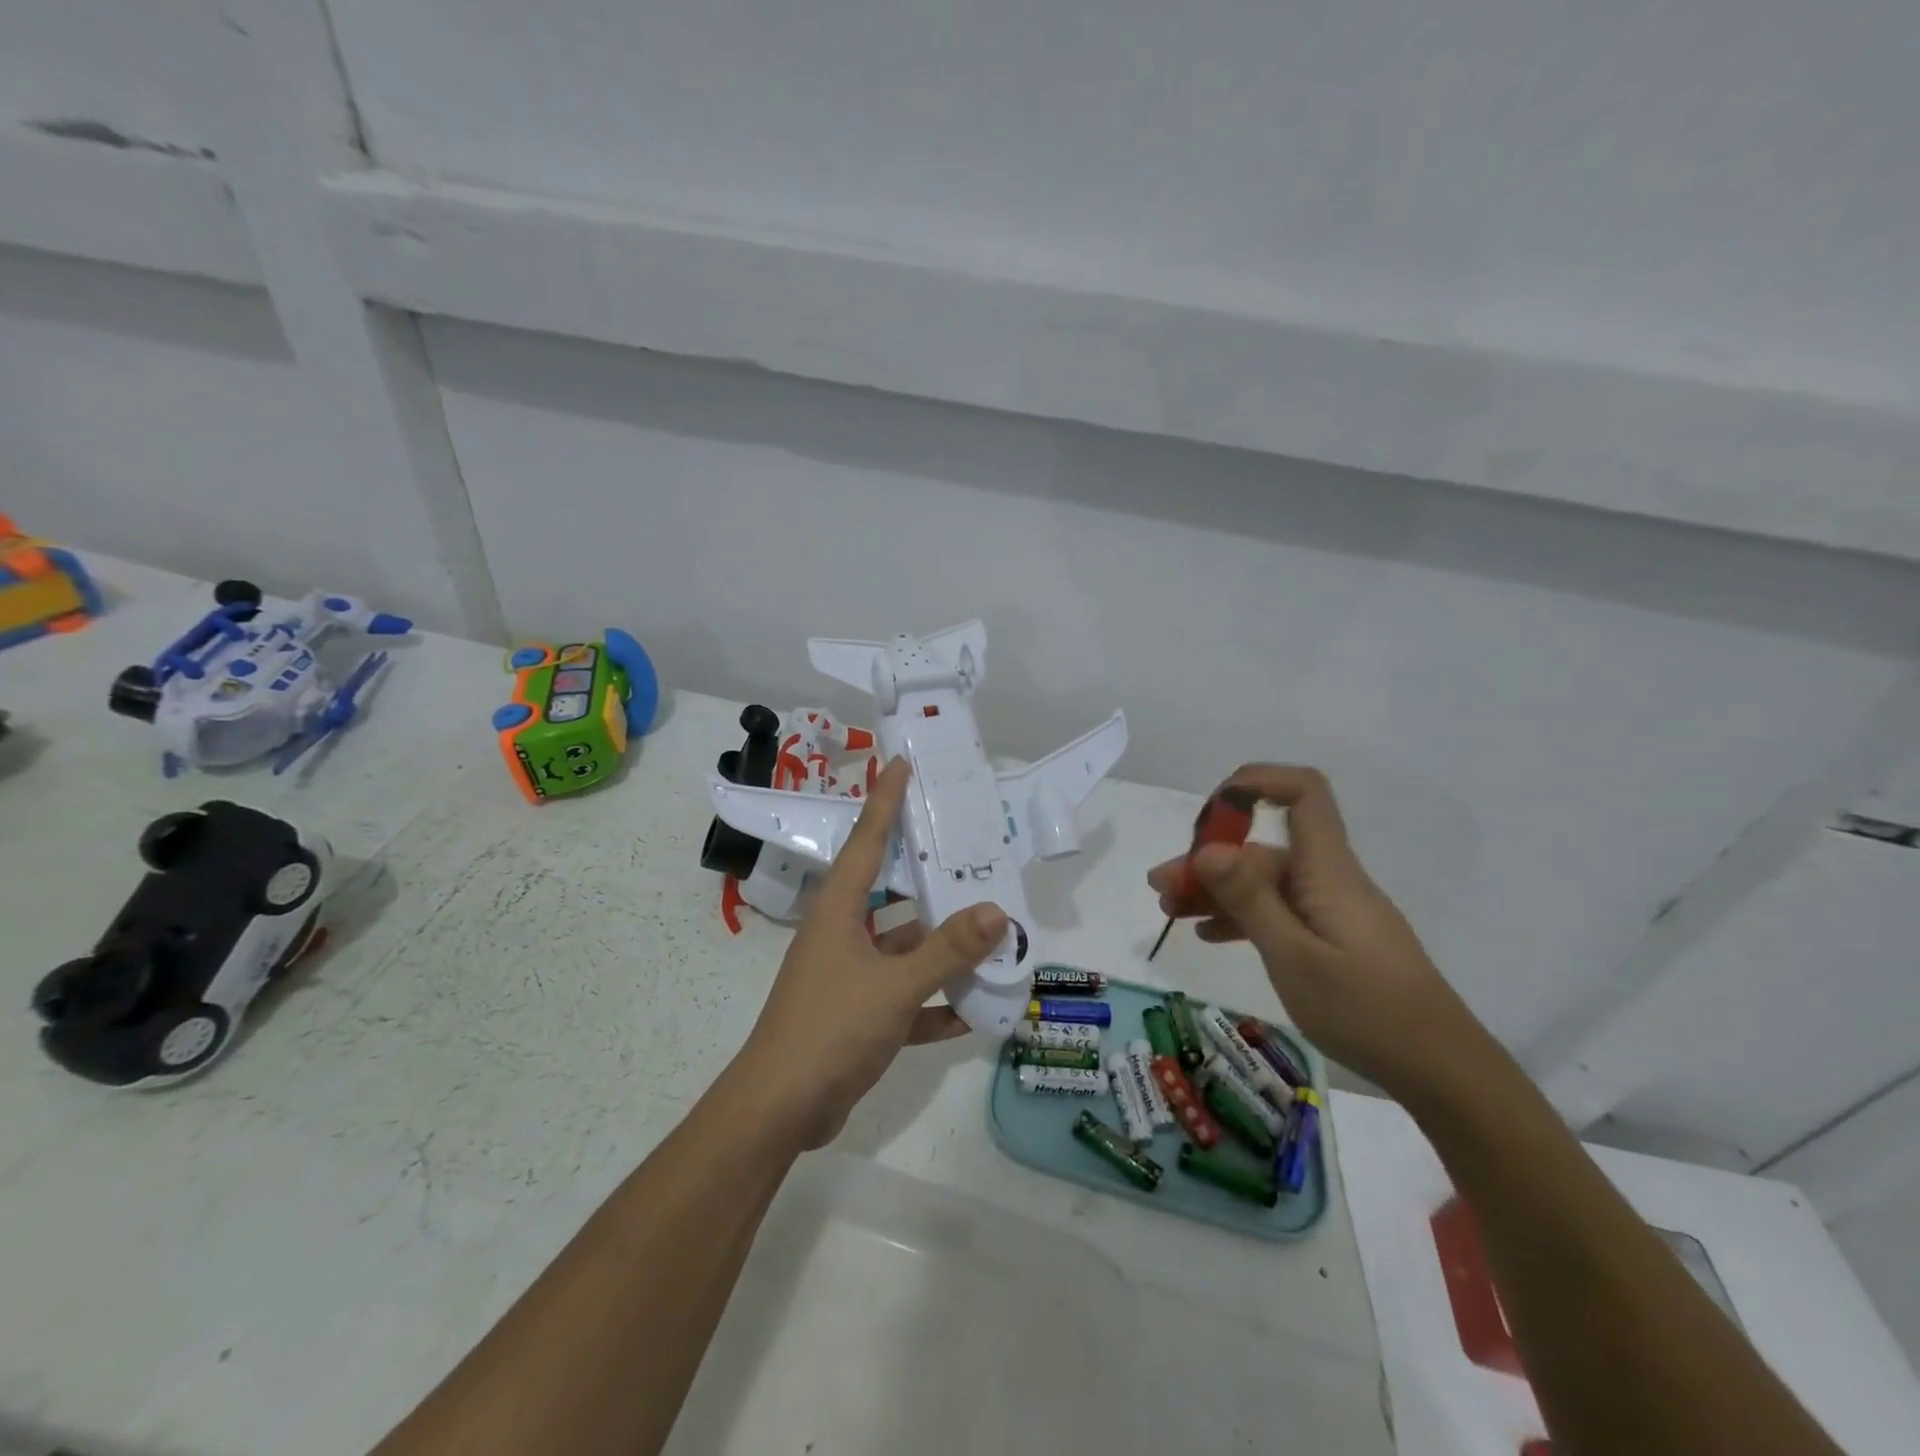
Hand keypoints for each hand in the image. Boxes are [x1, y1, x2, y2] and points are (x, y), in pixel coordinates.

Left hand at [733, 758, 1007, 1148]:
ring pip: (904, 950)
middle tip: (974, 856)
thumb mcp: (894, 986)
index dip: (885, 801)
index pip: (867, 841)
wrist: (780, 1111)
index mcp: (839, 911)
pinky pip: (905, 998)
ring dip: (942, 950)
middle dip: (932, 880)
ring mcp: (850, 977)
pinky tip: (974, 1011)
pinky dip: (935, 1003)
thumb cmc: (830, 1029)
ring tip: (993, 937)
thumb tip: (997, 911)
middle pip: (894, 895)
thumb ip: (947, 950)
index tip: (902, 765)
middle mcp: (843, 935)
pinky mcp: (858, 1016)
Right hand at [1148, 765, 1478, 1097]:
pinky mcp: (1332, 938)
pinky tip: (1209, 934)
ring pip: (1264, 883)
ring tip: (1170, 911)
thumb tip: (1207, 847)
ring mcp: (1330, 910)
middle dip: (1208, 858)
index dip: (1257, 782)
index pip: (1303, 794)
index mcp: (1326, 870)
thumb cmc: (1367, 1011)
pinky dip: (1241, 917)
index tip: (1211, 810)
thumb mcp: (1294, 957)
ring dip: (1216, 890)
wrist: (1442, 1071)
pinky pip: (1278, 912)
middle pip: (1263, 847)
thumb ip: (1249, 899)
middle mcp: (1327, 879)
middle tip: (1160, 886)